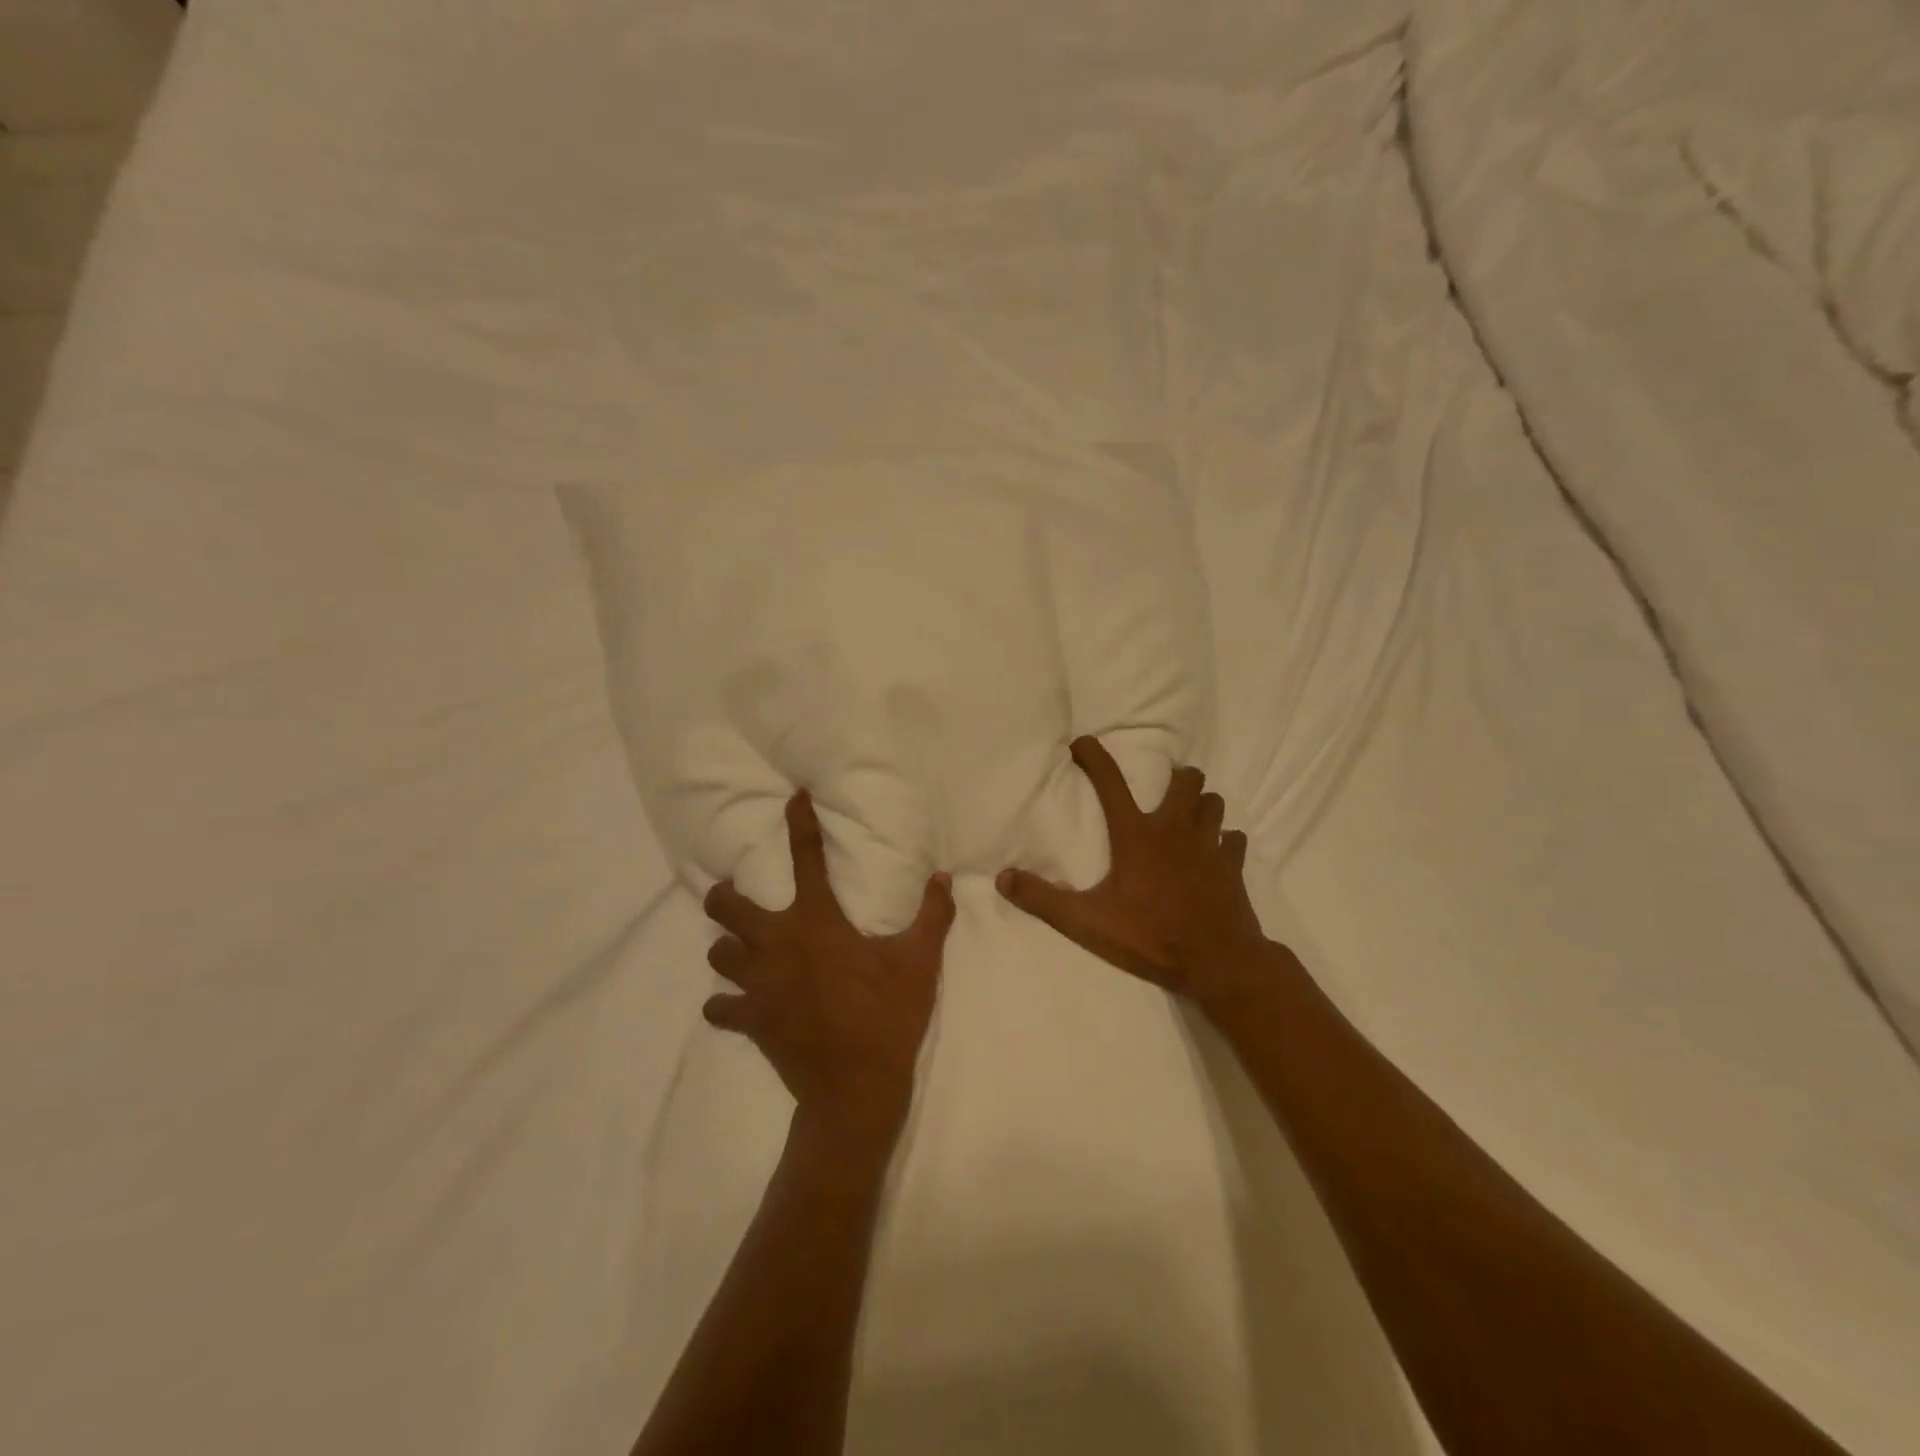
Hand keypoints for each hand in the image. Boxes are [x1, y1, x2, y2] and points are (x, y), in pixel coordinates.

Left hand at [703, 789, 956, 1149]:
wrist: (856, 1088)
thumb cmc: (887, 1016)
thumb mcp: (919, 962)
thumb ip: (932, 916)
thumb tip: (944, 878)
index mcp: (817, 921)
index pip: (806, 857)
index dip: (799, 823)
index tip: (794, 798)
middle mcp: (778, 944)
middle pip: (727, 906)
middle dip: (725, 896)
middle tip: (737, 896)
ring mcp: (757, 984)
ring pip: (718, 954)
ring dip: (728, 949)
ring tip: (743, 951)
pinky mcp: (750, 1020)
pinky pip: (719, 1007)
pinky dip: (724, 1004)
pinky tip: (736, 1005)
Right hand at [997, 736, 1267, 1005]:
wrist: (1217, 961)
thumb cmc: (1150, 937)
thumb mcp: (1087, 922)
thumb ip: (1044, 899)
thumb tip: (1002, 878)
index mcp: (1136, 835)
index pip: (1110, 782)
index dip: (1094, 756)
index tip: (1082, 743)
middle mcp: (1175, 829)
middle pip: (1184, 781)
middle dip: (1174, 777)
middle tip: (1162, 788)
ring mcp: (1210, 845)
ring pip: (1213, 804)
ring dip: (1201, 804)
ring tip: (1188, 817)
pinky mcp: (1233, 866)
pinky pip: (1233, 840)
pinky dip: (1224, 841)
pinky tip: (1216, 853)